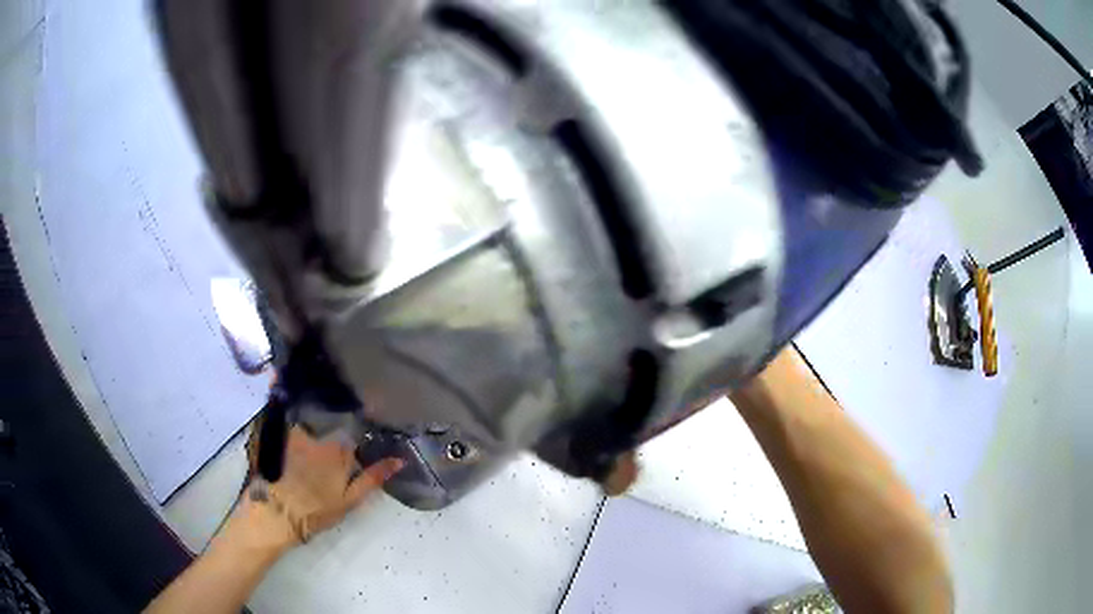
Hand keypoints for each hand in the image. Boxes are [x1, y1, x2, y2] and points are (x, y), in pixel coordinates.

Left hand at [253, 426, 403, 545]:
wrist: (276, 512)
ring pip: (312, 421)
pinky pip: (290, 420)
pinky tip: (291, 431)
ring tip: (311, 434)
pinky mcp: (277, 433)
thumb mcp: (350, 500)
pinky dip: (292, 420)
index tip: (355, 447)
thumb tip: (400, 460)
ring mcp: (297, 432)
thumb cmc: (316, 510)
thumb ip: (373, 478)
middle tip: (333, 441)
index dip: (357, 440)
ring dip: (314, 424)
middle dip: (335, 429)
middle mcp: (321, 434)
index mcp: (342, 450)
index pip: (356, 435)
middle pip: (333, 425)